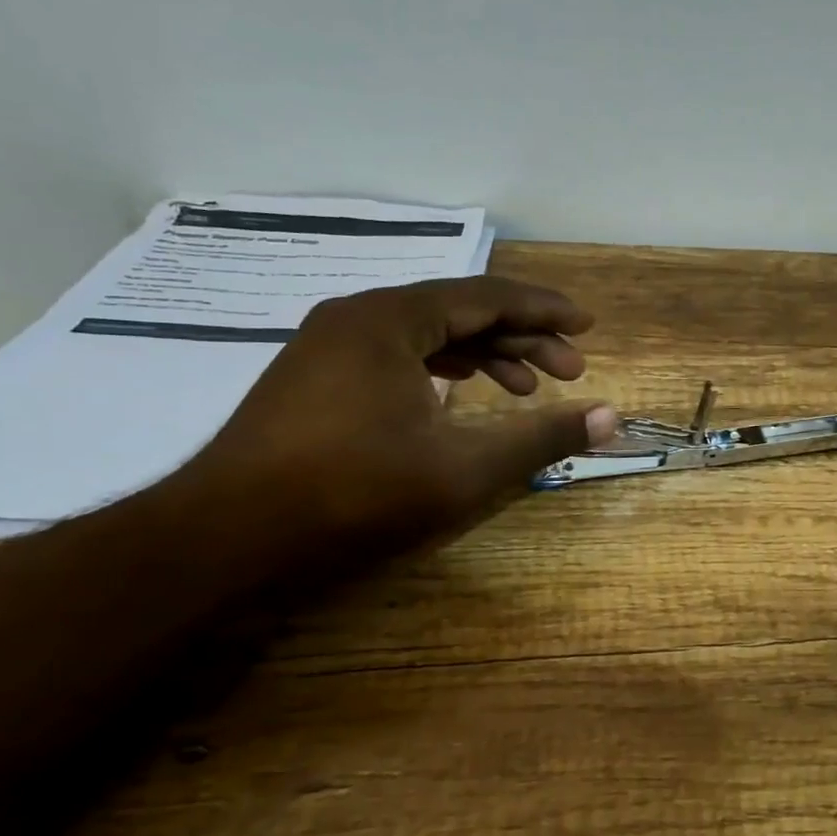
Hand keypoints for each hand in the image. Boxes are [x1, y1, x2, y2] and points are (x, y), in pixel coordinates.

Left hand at [184, 276, 617, 547]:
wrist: (225, 540)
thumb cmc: (354, 494)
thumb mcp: (465, 468)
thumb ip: (542, 437)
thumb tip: (611, 417)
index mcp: (391, 319)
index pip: (487, 296)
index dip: (545, 312)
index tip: (587, 328)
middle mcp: (357, 317)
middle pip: (459, 311)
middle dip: (521, 339)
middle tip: (570, 373)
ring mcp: (328, 347)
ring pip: (426, 335)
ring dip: (483, 356)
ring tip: (524, 390)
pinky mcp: (314, 379)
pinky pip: (396, 356)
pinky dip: (441, 371)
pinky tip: (461, 399)